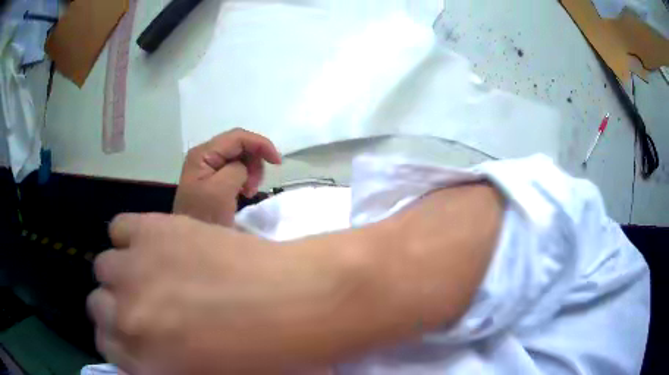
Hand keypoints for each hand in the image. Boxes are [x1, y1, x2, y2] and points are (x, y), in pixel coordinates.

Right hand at [89, 213, 358, 373]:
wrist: (295, 301)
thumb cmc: (263, 354)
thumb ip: (167, 366)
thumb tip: (147, 354)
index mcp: (145, 363)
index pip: (107, 347)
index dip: (117, 338)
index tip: (129, 332)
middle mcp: (127, 318)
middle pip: (98, 306)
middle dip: (114, 306)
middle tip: (139, 303)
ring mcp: (134, 270)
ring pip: (105, 267)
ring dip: (120, 271)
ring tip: (147, 272)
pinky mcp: (152, 229)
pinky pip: (120, 228)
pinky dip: (129, 236)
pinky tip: (151, 243)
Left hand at [173, 128, 281, 225]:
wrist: (192, 245)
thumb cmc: (205, 217)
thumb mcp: (221, 190)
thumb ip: (237, 168)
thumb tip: (244, 167)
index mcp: (203, 153)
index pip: (237, 137)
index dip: (261, 144)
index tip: (278, 163)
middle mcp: (204, 155)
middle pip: (239, 145)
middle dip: (254, 161)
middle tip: (254, 186)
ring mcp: (207, 167)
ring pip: (240, 157)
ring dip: (251, 171)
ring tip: (249, 192)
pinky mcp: (212, 179)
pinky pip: (235, 170)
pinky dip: (245, 178)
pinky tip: (243, 192)